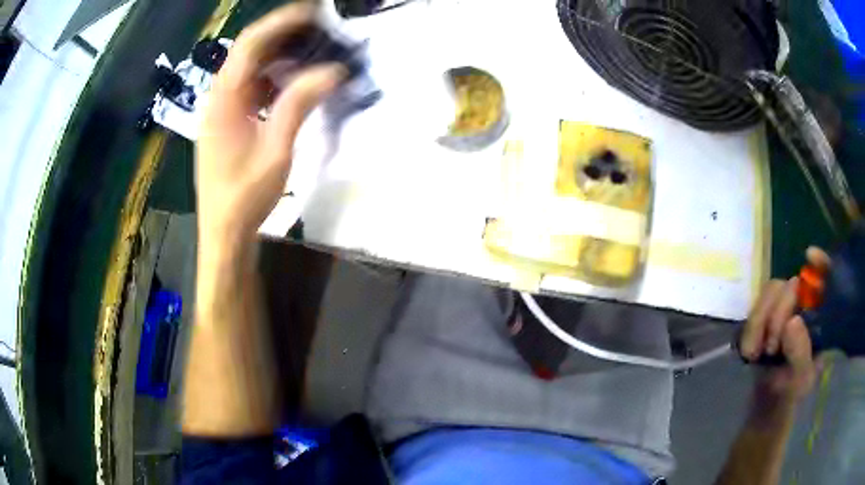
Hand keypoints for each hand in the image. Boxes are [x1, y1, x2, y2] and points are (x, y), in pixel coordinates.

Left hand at [196, 3, 344, 248]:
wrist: (224, 233)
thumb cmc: (245, 197)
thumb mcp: (276, 150)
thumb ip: (300, 104)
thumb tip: (332, 70)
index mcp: (224, 100)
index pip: (250, 45)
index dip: (280, 23)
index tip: (313, 13)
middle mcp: (218, 98)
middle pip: (248, 52)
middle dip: (282, 36)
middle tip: (319, 30)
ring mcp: (221, 110)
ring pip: (249, 69)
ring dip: (279, 57)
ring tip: (312, 52)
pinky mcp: (227, 122)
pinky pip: (250, 88)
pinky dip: (273, 79)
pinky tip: (293, 84)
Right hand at [740, 247, 830, 399]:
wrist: (768, 405)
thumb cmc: (792, 393)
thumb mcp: (800, 380)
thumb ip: (800, 353)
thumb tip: (792, 321)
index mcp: (821, 316)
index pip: (826, 278)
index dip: (821, 263)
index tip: (809, 256)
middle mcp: (804, 306)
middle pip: (791, 283)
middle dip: (779, 311)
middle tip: (771, 347)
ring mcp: (783, 310)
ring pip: (771, 291)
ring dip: (761, 320)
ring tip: (757, 352)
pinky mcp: (765, 317)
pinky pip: (755, 307)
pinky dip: (751, 327)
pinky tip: (750, 350)